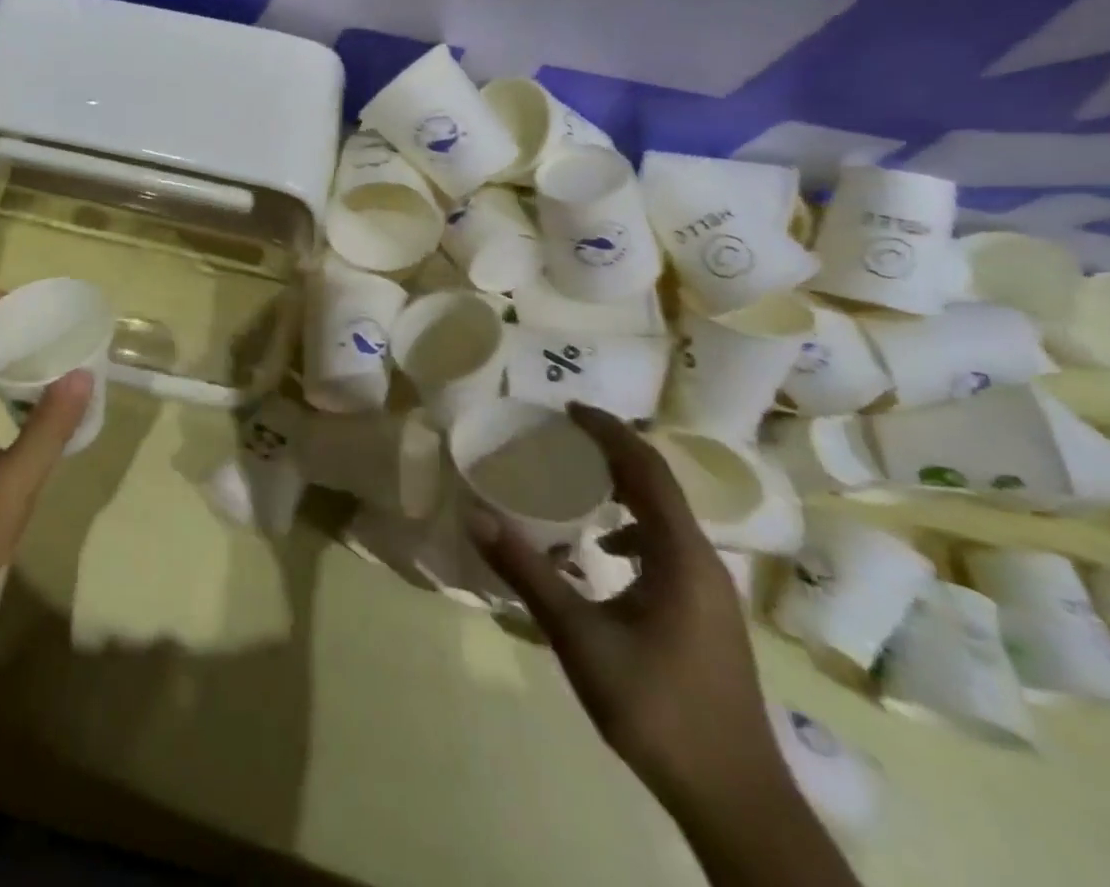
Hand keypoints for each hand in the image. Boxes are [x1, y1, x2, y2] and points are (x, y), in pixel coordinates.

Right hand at [464, 404, 787, 813]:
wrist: (736, 800)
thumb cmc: (657, 707)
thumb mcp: (579, 635)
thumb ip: (527, 570)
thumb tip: (474, 513)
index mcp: (681, 556)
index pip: (647, 470)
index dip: (609, 432)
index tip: (568, 409)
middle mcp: (702, 563)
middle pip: (659, 487)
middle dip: (612, 453)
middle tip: (562, 437)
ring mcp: (710, 592)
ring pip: (665, 518)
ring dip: (623, 490)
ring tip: (576, 482)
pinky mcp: (706, 615)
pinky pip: (666, 547)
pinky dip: (632, 529)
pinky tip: (601, 554)